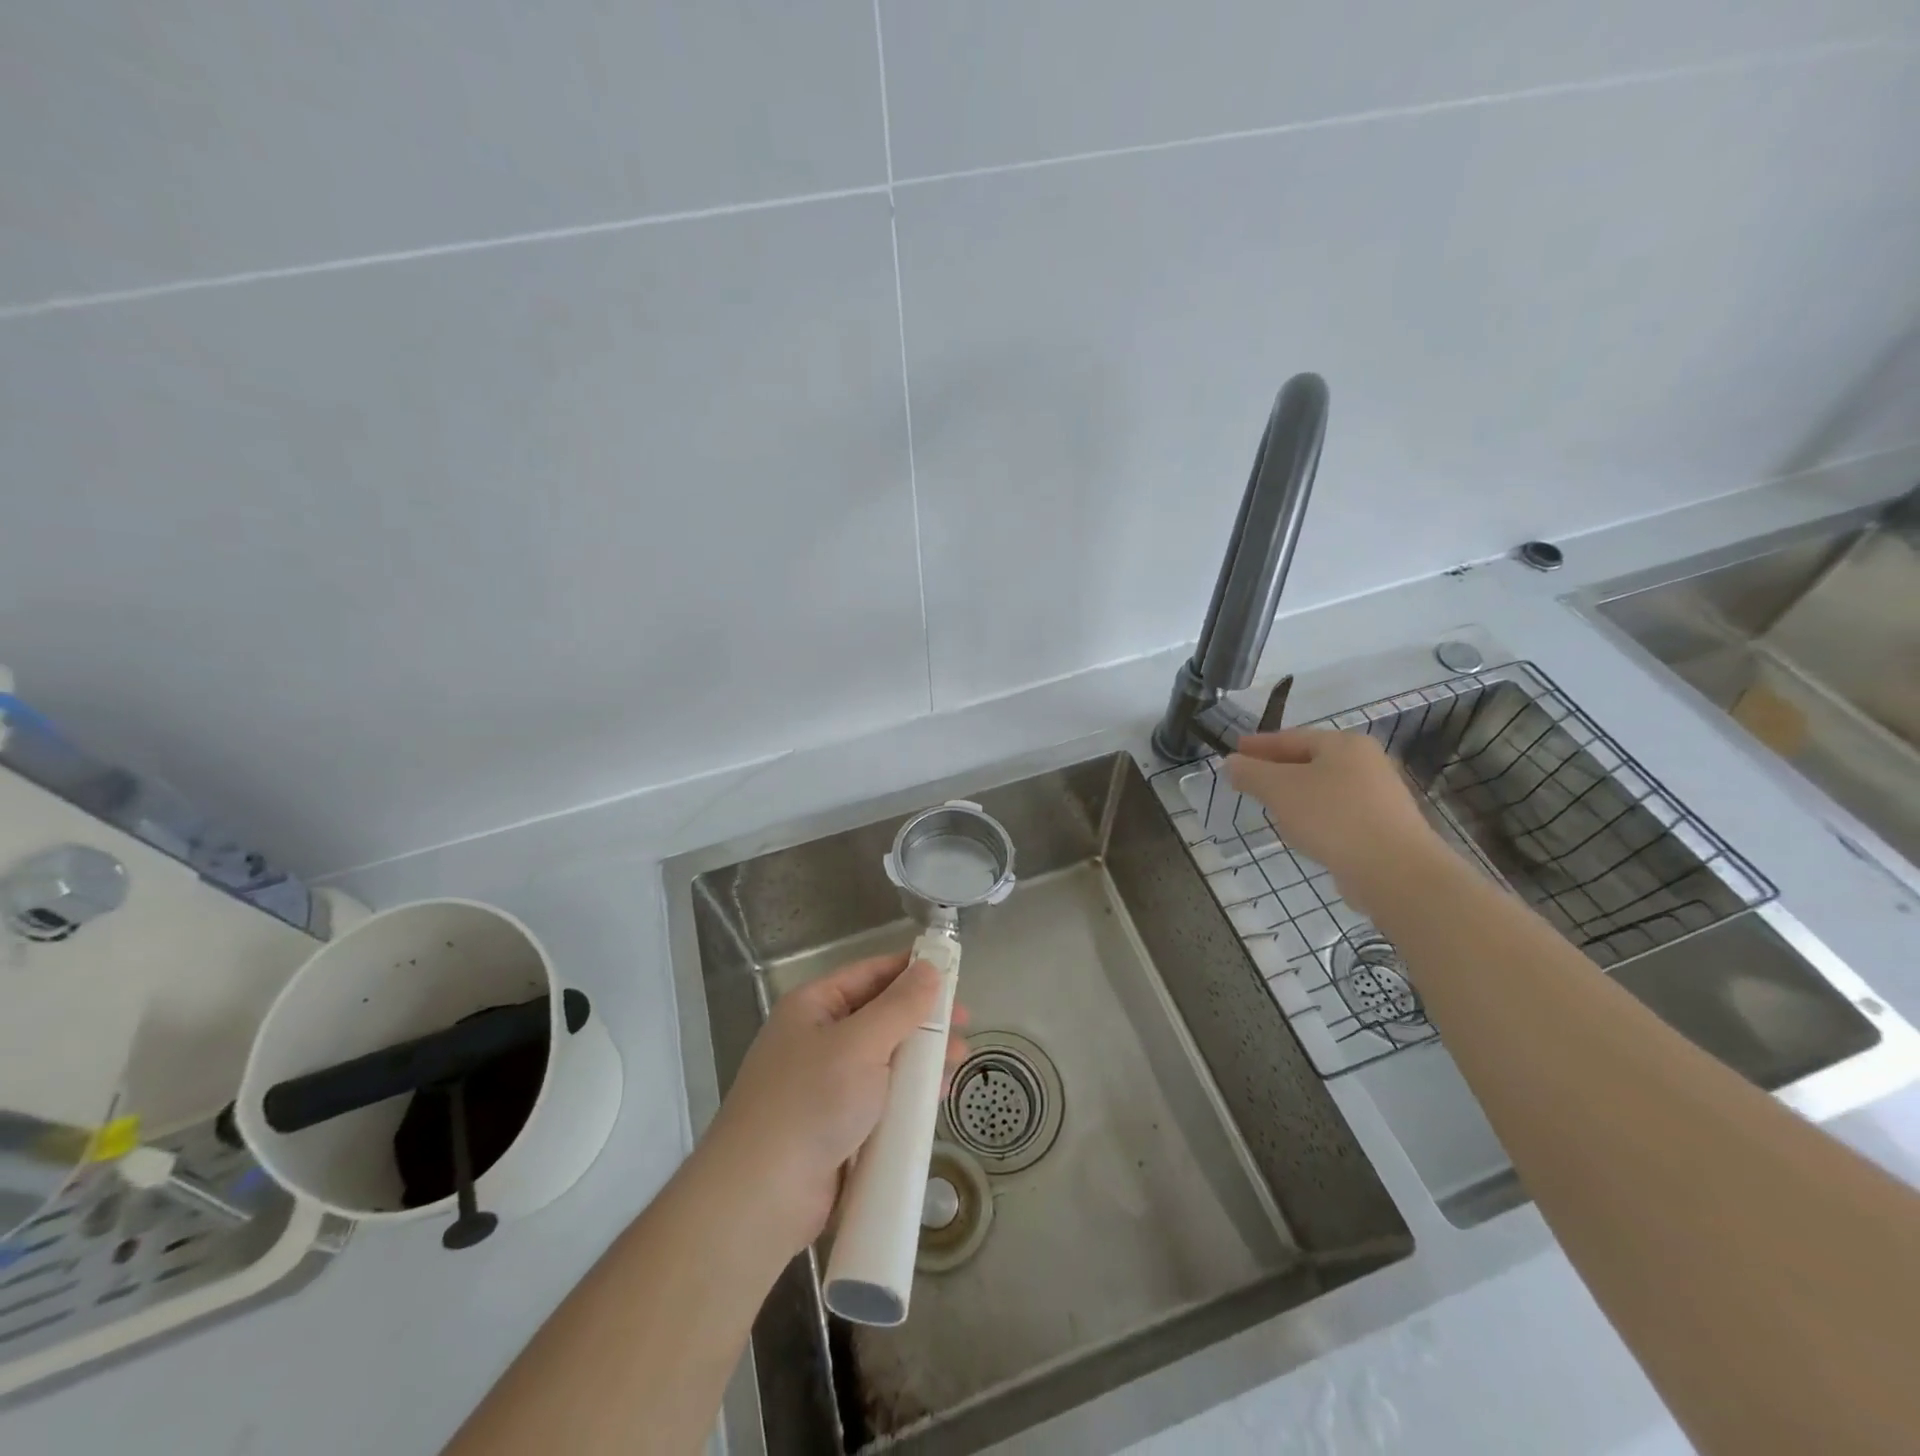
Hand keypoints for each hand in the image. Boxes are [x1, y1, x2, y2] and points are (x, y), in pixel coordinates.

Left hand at [700, 952, 967, 1258]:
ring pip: (886, 1058)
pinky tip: (936, 1098)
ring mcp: (827, 1084)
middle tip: (965, 1025)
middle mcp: (818, 1038)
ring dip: (922, 1058)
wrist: (760, 1199)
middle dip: (924, 1019)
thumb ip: (900, 1006)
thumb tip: (930, 967)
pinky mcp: (838, 1125)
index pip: (870, 973)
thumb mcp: (860, 1044)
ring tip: (959, 1062)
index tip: (954, 974)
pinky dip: (909, 1094)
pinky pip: (881, 1097)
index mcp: (814, 1007)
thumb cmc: (810, 1103)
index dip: (911, 970)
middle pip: (881, 1016)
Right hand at [1226, 728, 1447, 910]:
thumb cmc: (1332, 817)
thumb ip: (1250, 773)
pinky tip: (1301, 833)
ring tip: (1270, 808)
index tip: (1234, 751)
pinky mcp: (1382, 826)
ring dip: (1295, 795)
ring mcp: (1379, 795)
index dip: (1259, 745)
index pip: (1291, 737)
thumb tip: (1231, 762)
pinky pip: (1337, 813)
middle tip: (1249, 780)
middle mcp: (1366, 762)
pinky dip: (1314, 816)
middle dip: (1276, 770)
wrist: (1394, 870)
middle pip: (1309, 761)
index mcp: (1343, 744)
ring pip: (1323, 788)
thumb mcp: (1279, 790)